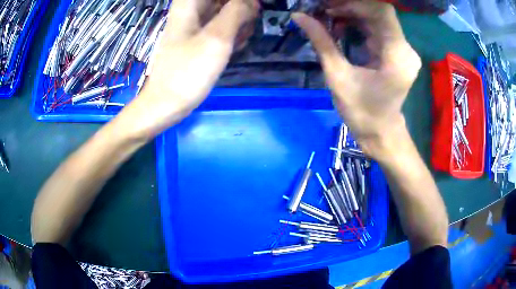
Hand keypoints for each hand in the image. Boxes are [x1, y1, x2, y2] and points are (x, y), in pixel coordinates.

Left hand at [113, 0, 258, 139]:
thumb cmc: (187, 71)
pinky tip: (236, 43)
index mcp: (190, 3)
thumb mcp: (216, 38)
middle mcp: (191, 8)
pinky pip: (221, 24)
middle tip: (246, 26)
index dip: (242, 1)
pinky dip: (232, 31)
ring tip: (241, 38)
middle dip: (242, 9)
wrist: (166, 103)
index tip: (252, 12)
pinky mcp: (198, 36)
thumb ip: (237, 12)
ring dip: (240, 21)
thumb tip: (252, 2)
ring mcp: (195, 22)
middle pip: (226, 0)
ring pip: (226, 10)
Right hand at [292, 1, 420, 156]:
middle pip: (380, 13)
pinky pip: (378, 29)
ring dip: (353, 13)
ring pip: (378, 19)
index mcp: (397, 56)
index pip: (382, 12)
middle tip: (324, 9)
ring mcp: (403, 51)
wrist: (380, 132)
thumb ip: (321, 42)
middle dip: (351, 7)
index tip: (329, 7)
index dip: (355, 4)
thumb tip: (298, 16)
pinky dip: (359, 23)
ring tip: (329, 16)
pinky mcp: (397, 53)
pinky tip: (342, 25)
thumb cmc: (361, 112)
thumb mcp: (338, 76)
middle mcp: (406, 49)